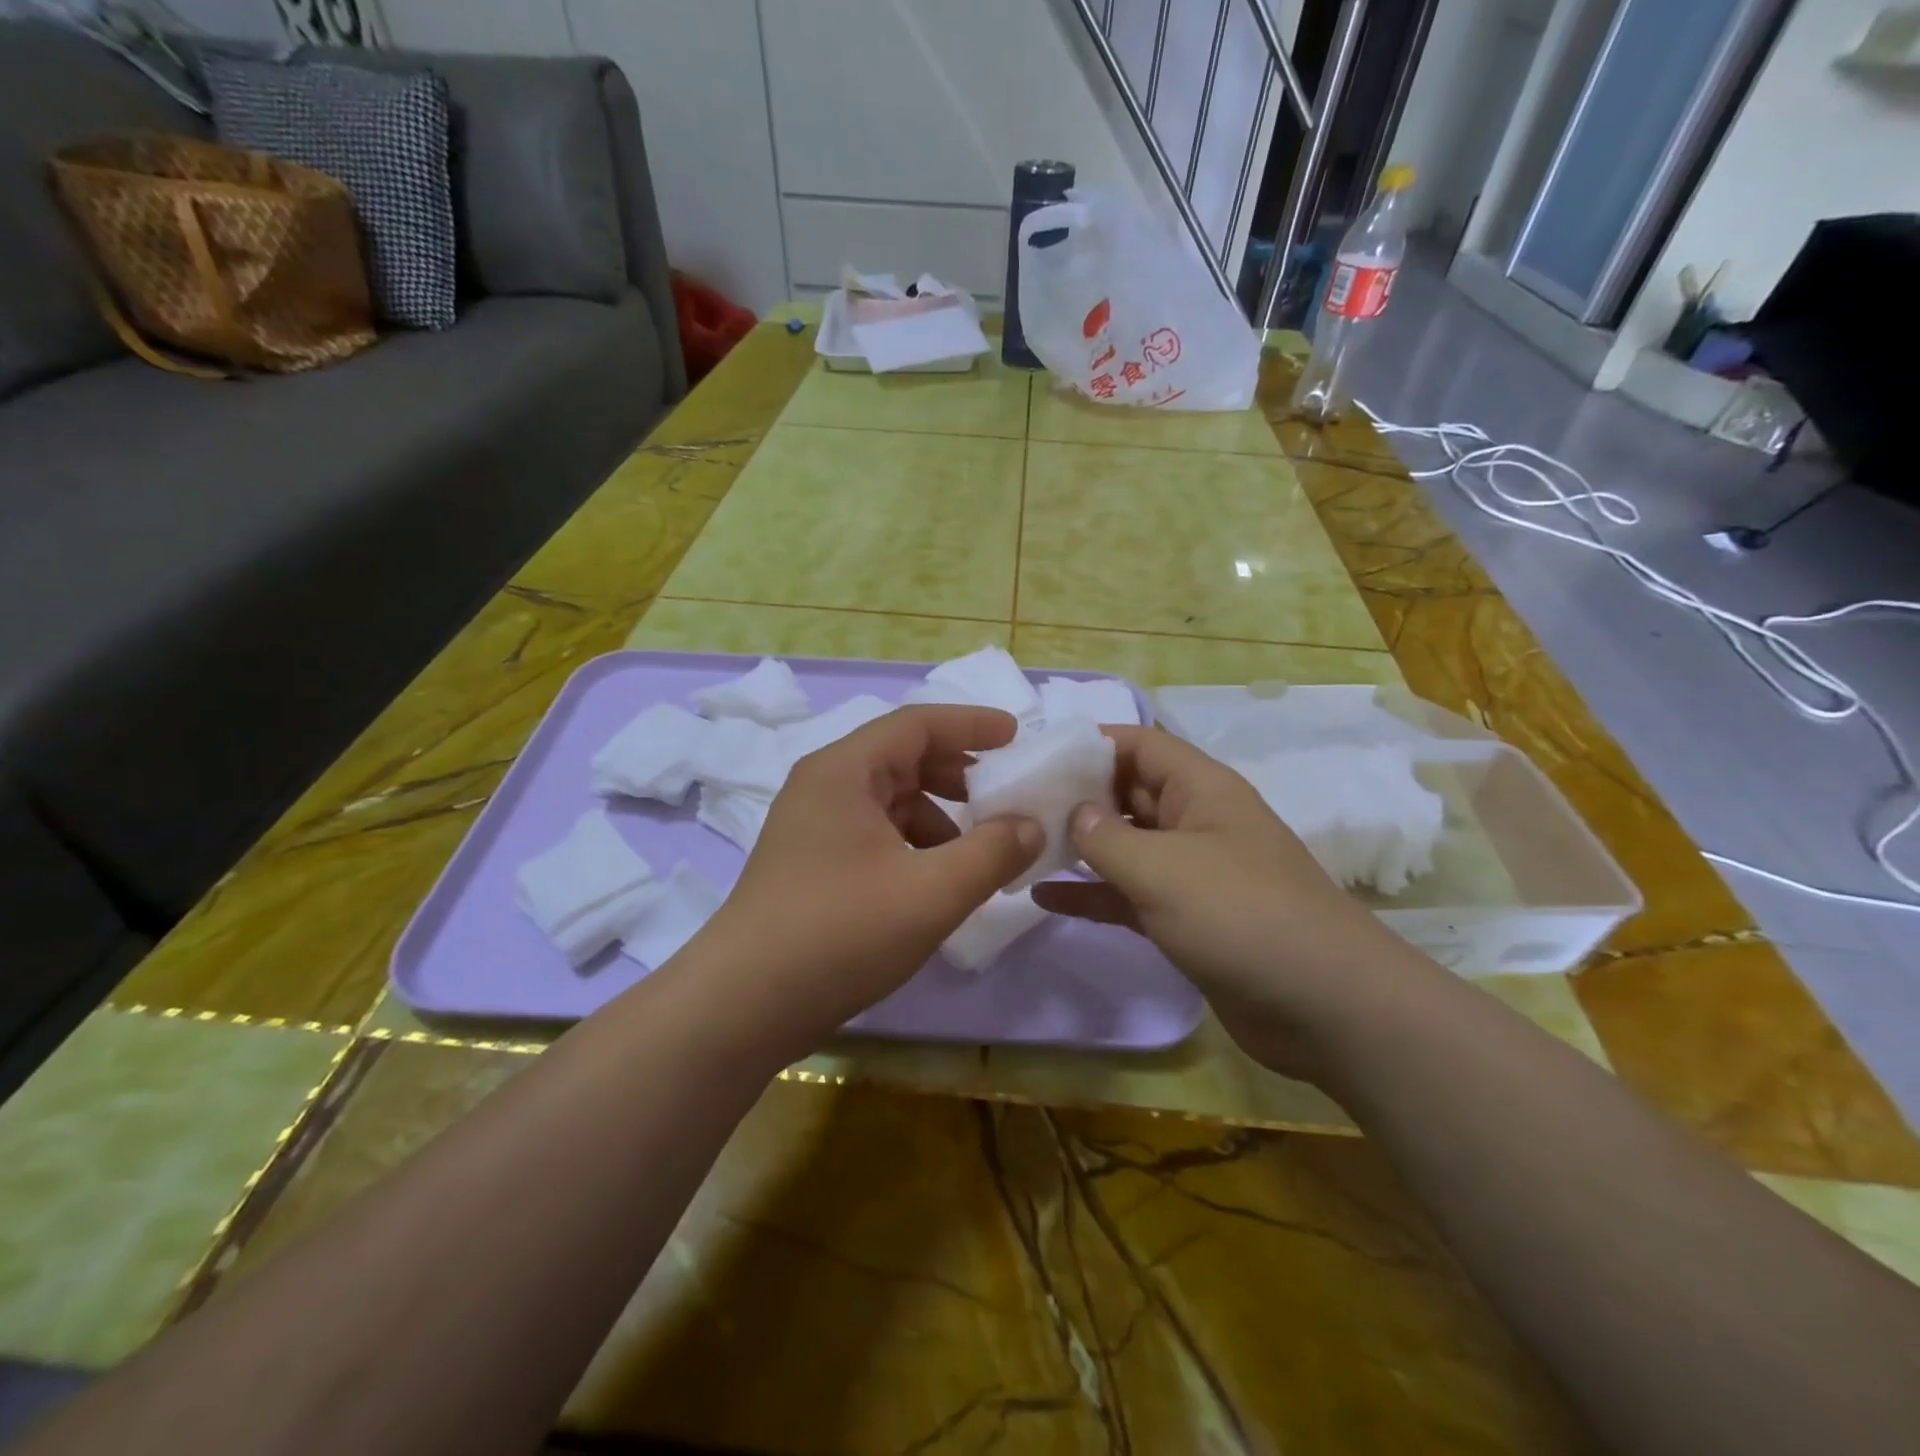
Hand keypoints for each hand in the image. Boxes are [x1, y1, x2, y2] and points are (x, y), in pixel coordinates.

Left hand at [692, 705, 1042, 1048]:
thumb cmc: (840, 933)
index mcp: (844, 771)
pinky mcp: (809, 863)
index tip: (1016, 736)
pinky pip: (873, 833)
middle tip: (1003, 794)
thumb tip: (1031, 825)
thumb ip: (992, 852)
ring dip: (937, 815)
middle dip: (957, 773)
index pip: (917, 723)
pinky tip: (934, 881)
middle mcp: (823, 786)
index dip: (971, 724)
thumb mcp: (932, 892)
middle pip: (901, 758)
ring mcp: (811, 826)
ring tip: (976, 850)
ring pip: (888, 800)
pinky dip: (912, 844)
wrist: (743, 1005)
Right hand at [1032, 726, 1413, 1075]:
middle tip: (1013, 804)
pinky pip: (1128, 894)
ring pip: (1124, 846)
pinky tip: (1043, 897)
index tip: (1036, 756)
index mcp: (1200, 789)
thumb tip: (1075, 813)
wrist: (1325, 1007)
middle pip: (1126, 793)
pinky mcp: (1186, 918)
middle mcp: (1194, 821)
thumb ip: (1106, 837)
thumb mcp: (1163, 868)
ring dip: (1077, 847)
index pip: (1139, 745)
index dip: (1090, 743)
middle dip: (1075, 796)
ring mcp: (1190, 872)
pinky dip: (1091, 894)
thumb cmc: (1241, 915)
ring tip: (1019, 847)